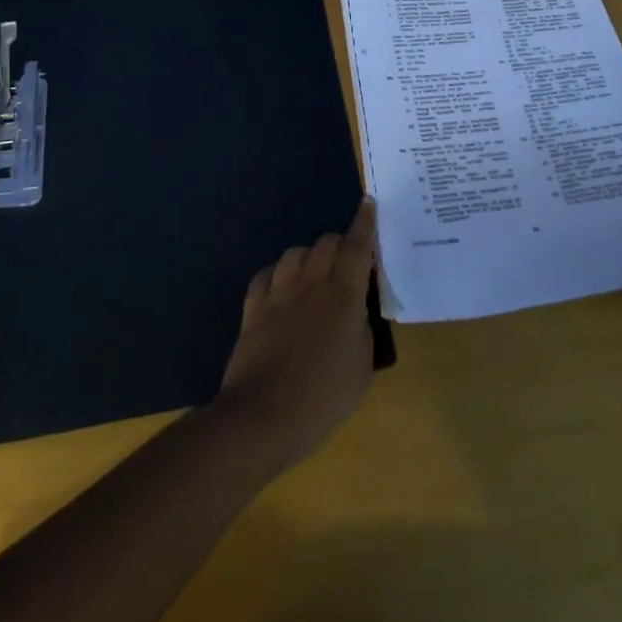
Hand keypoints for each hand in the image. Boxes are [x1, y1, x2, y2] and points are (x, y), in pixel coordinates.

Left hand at [212, 198, 377, 470]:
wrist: (262, 418)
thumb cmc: (322, 399)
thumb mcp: (362, 370)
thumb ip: (363, 332)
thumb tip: (356, 313)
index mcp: (343, 296)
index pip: (356, 247)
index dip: (364, 223)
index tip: (368, 203)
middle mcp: (311, 284)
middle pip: (326, 243)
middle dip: (339, 244)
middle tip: (346, 262)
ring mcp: (278, 294)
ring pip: (294, 253)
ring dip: (308, 257)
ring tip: (313, 274)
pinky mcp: (253, 308)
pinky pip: (266, 275)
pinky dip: (277, 275)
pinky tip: (280, 288)